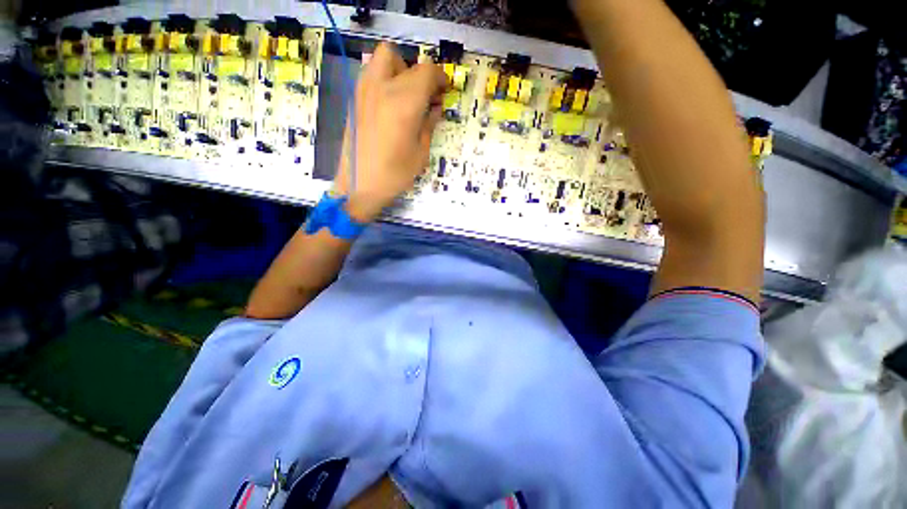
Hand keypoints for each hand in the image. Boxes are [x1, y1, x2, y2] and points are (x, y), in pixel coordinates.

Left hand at [332, 42, 448, 222]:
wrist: (359, 185)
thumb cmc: (395, 174)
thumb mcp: (421, 152)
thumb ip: (429, 124)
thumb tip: (435, 107)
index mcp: (404, 102)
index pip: (427, 72)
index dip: (440, 78)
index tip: (445, 91)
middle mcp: (382, 87)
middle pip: (403, 59)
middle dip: (420, 73)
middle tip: (426, 96)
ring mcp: (364, 90)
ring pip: (383, 58)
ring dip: (400, 70)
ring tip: (407, 96)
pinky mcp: (354, 99)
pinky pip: (371, 74)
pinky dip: (385, 78)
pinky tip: (390, 104)